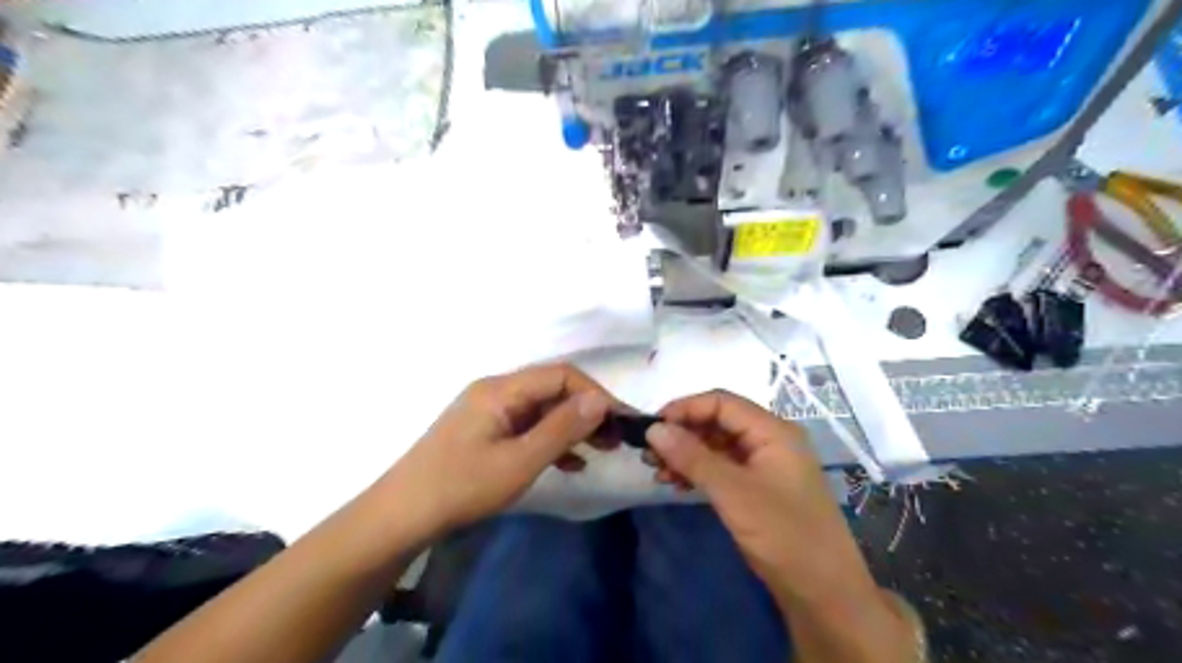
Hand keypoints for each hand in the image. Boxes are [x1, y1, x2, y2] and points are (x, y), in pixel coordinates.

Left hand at [387, 364, 614, 539]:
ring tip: (599, 451)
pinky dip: (551, 441)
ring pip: (542, 410)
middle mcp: (496, 391)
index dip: (595, 394)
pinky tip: (570, 464)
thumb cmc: (462, 486)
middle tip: (614, 440)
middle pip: (552, 390)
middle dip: (586, 412)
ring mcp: (489, 411)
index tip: (620, 421)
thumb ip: (562, 428)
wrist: (402, 516)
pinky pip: (527, 427)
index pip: (561, 376)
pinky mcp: (485, 431)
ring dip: (572, 427)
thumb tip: (601, 400)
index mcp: (502, 389)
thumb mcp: (520, 461)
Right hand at [646, 391, 874, 608]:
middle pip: (718, 422)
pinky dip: (699, 472)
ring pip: (717, 446)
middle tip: (649, 454)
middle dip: (682, 434)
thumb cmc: (784, 535)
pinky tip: (679, 485)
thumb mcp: (733, 493)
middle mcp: (770, 440)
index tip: (651, 427)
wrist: (824, 594)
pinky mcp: (759, 488)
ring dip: (687, 455)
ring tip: (658, 472)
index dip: (684, 409)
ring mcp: (765, 465)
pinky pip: (723, 468)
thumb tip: (654, 428)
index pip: (721, 402)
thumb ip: (692, 457)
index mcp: (773, 431)